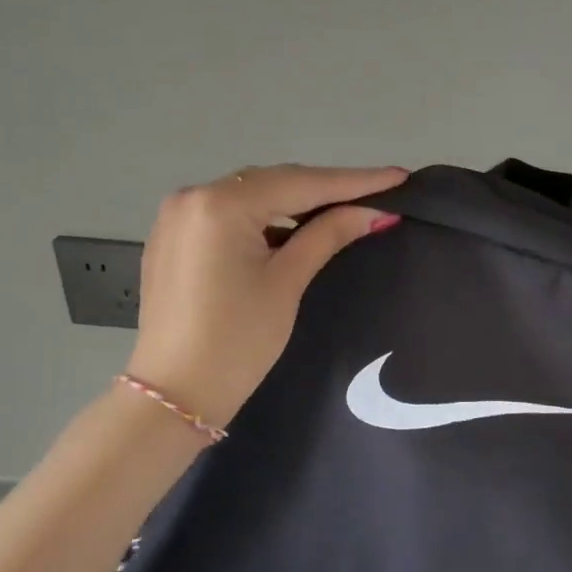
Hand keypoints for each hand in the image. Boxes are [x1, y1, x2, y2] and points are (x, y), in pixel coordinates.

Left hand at [124, 163, 407, 427]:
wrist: (174, 395)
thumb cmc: (237, 341)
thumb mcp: (287, 282)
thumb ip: (328, 235)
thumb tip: (374, 212)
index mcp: (220, 204)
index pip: (301, 183)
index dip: (355, 181)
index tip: (398, 176)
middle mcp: (193, 196)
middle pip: (274, 182)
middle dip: (326, 187)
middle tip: (377, 191)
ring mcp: (177, 216)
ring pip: (252, 195)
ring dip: (296, 200)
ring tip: (345, 206)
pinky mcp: (173, 238)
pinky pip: (230, 212)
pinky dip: (266, 216)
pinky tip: (295, 226)